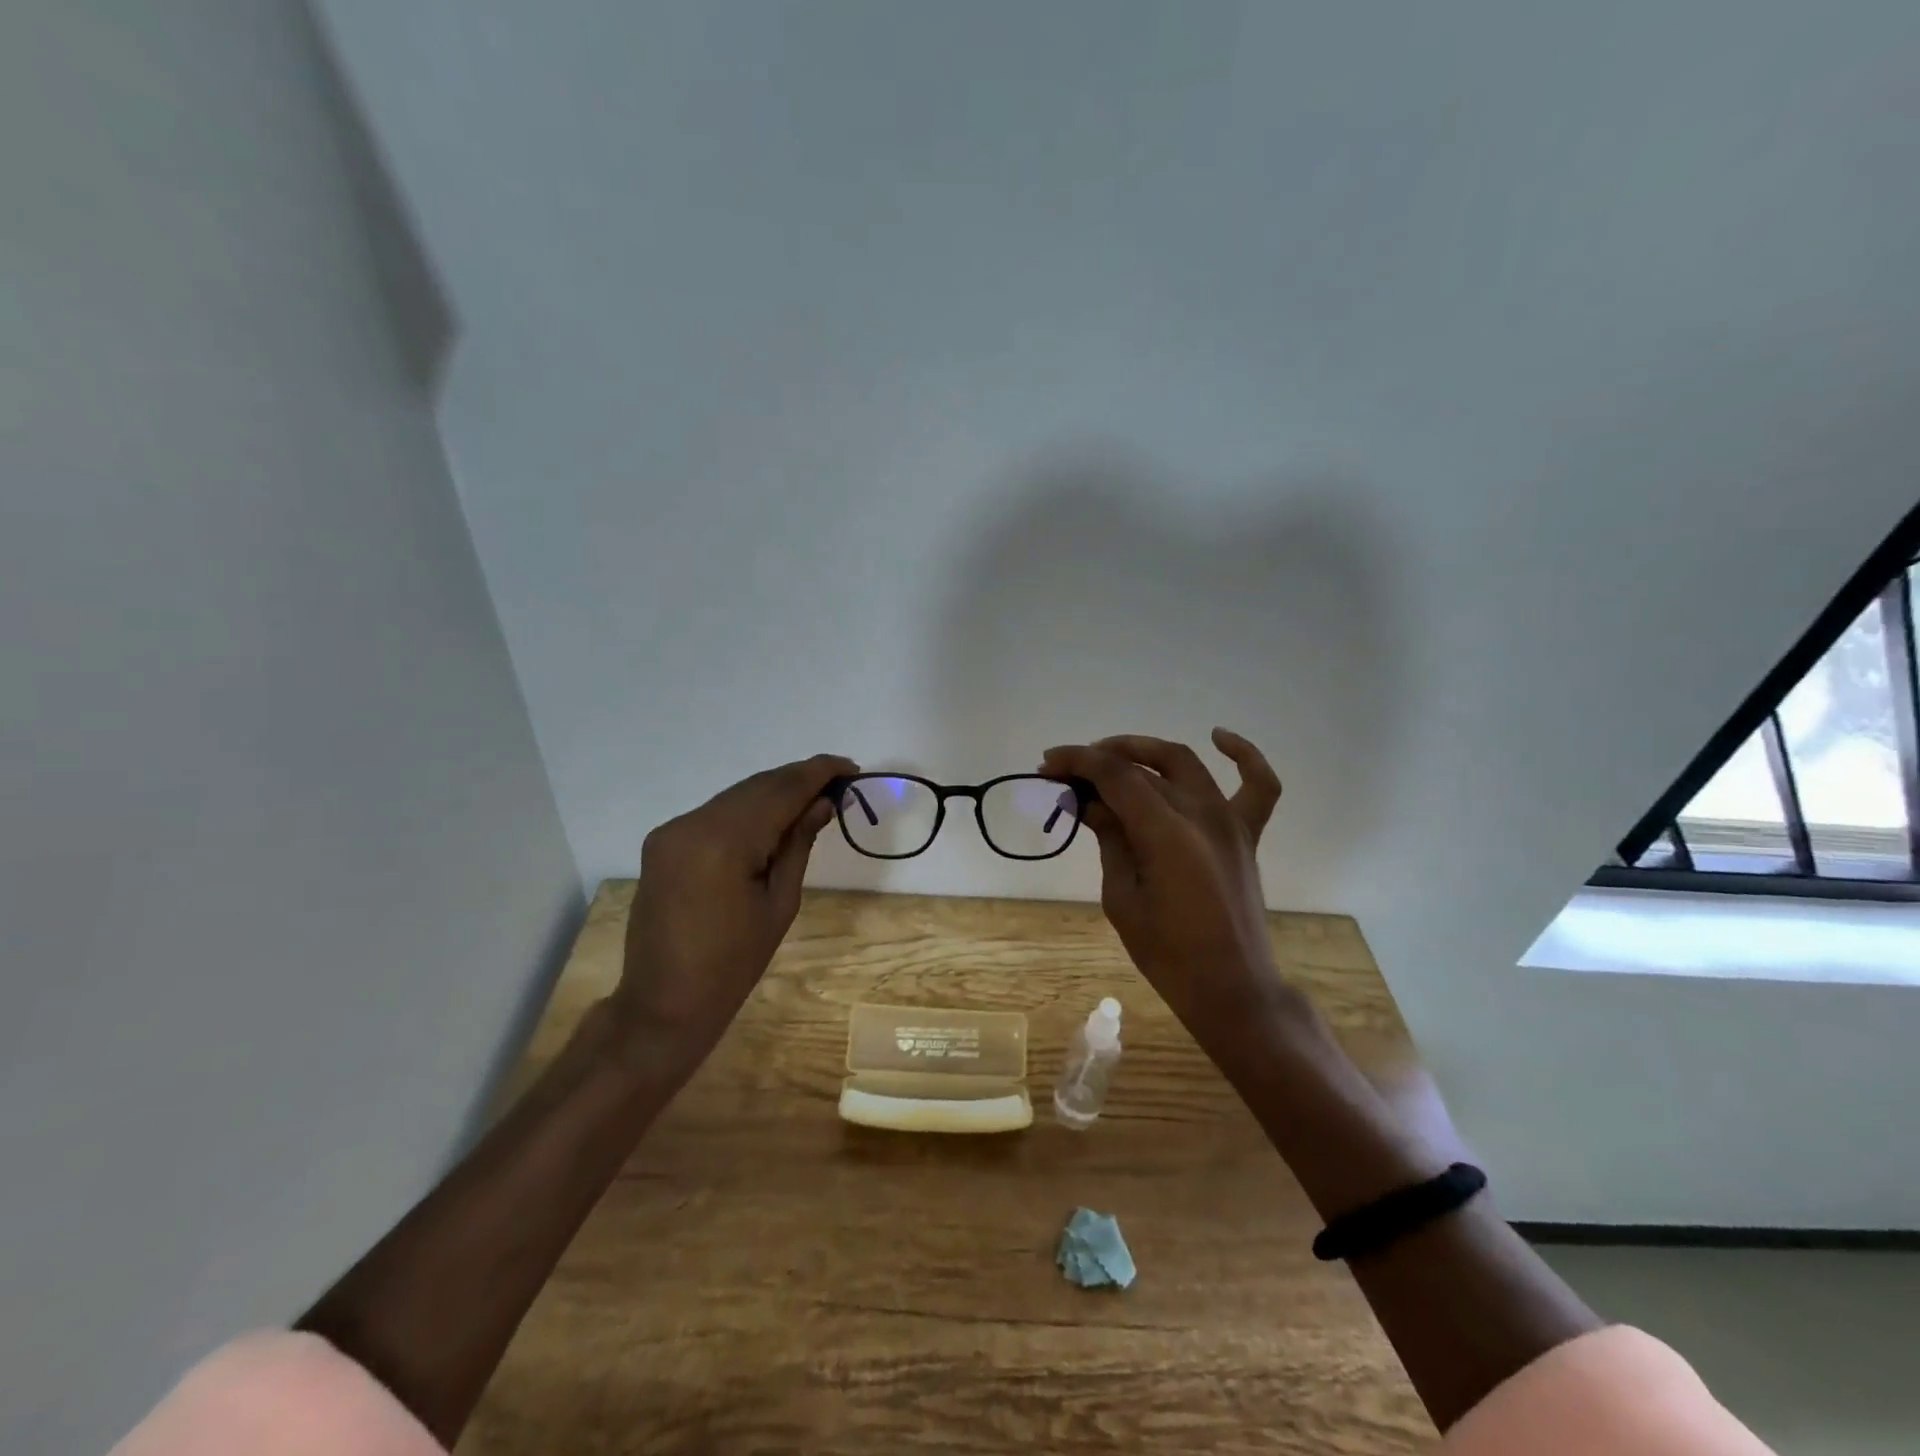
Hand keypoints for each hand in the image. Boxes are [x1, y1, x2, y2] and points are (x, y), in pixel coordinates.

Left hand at [612, 754, 857, 1079]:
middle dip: (798, 780)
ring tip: (813, 799)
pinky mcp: (664, 841)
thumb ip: (798, 844)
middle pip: (756, 787)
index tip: (851, 767)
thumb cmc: (733, 964)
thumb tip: (823, 803)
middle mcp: (692, 823)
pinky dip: (749, 810)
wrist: (664, 1003)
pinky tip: (774, 818)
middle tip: (839, 783)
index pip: (780, 790)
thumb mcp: (780, 904)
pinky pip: (716, 813)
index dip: (818, 773)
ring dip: (775, 793)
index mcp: (723, 842)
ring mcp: (672, 830)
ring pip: (736, 797)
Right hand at [1040, 730, 1286, 1051]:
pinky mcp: (1246, 833)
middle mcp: (1201, 815)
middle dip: (1100, 760)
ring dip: (1144, 752)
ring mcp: (1229, 821)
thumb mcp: (1121, 897)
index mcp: (1166, 834)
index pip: (1116, 776)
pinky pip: (1258, 784)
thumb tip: (1088, 802)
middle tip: (1068, 771)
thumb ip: (1109, 839)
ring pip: (1184, 762)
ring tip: (1111, 757)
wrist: (1231, 987)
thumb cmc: (1167, 954)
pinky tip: (1219, 737)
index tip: (1047, 766)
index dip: (1078, 762)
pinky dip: (1244, 755)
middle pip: (1144, 766)